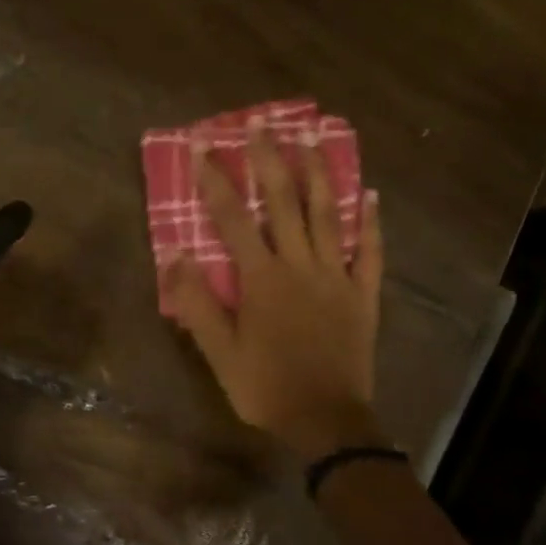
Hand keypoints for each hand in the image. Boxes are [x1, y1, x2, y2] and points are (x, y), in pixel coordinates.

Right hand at [161, 121, 384, 459]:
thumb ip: (197, 304)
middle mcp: (300, 266)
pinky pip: (369, 251)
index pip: (233, 219)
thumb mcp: (219, 353)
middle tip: (262, 124)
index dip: (215, 181)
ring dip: (318, 174)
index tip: (202, 148)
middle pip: (284, 203)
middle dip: (270, 161)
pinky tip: (369, 196)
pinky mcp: (363, 294)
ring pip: (327, 215)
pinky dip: (369, 223)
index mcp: (262, 279)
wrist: (327, 420)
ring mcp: (337, 276)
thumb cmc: (266, 387)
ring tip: (312, 138)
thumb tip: (175, 256)